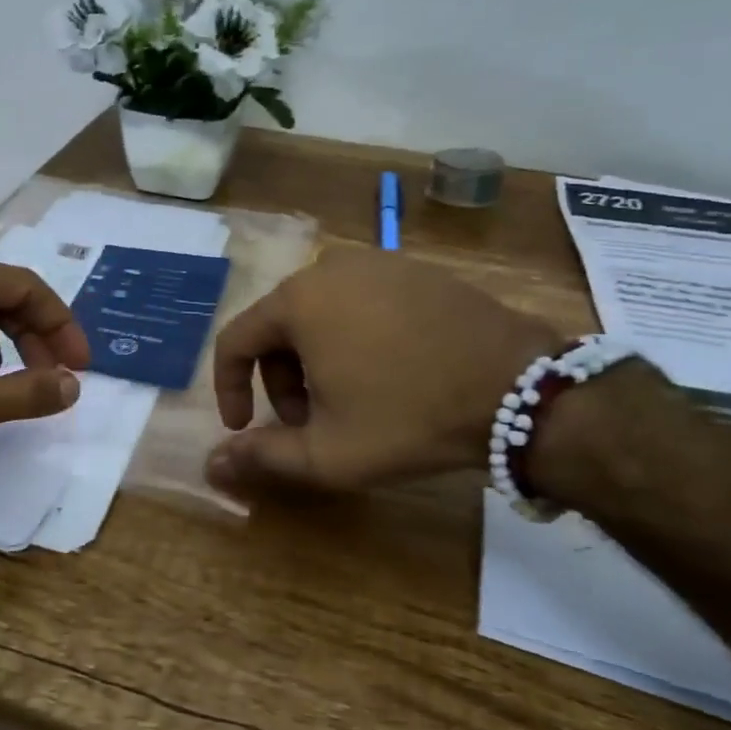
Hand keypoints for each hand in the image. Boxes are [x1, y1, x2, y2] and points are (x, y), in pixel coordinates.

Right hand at [210, 248, 561, 491]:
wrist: (519, 390)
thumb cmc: (409, 418)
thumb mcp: (328, 452)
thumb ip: (262, 457)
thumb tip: (210, 465)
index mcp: (297, 303)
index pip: (235, 340)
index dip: (230, 388)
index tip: (243, 426)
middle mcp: (329, 269)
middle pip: (277, 326)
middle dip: (279, 379)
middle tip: (305, 421)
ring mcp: (377, 264)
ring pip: (318, 314)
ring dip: (314, 359)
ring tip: (345, 401)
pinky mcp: (415, 271)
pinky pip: (360, 303)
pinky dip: (352, 337)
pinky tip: (384, 372)